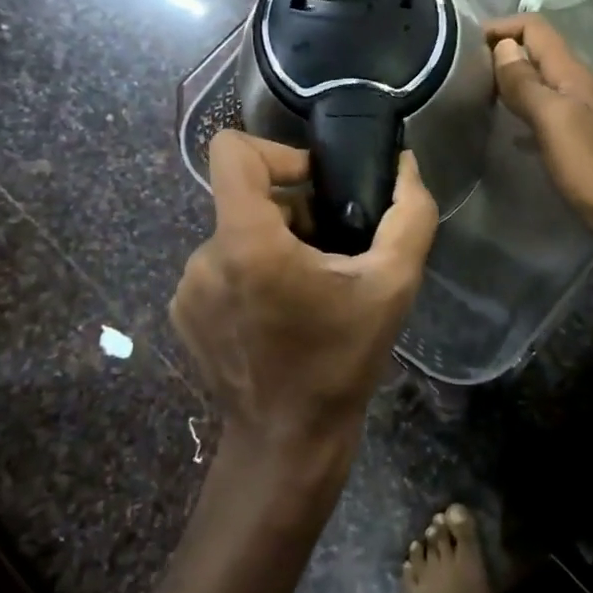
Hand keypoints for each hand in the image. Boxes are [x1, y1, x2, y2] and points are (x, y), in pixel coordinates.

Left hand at [170, 130, 437, 462]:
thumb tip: (403, 165)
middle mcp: (205, 256)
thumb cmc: (341, 361)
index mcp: (247, 241)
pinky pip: (220, 267)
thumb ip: (409, 214)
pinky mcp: (183, 312)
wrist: (287, 442)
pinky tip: (280, 315)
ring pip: (236, 233)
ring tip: (310, 291)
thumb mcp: (393, 285)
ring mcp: (188, 287)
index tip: (316, 187)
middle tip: (331, 254)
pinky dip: (251, 275)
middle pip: (246, 197)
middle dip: (292, 213)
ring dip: (274, 247)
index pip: (232, 150)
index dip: (278, 152)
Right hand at [485, 15, 592, 242]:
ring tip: (477, 94)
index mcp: (572, 73)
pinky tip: (507, 129)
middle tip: (463, 70)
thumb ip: (527, 83)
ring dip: (511, 81)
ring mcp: (581, 113)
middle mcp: (578, 85)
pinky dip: (522, 110)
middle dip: (502, 51)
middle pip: (537, 52)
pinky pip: (545, 112)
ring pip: (540, 82)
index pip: (535, 28)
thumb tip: (502, 46)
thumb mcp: (554, 120)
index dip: (502, 27)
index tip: (463, 43)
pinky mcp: (579, 139)